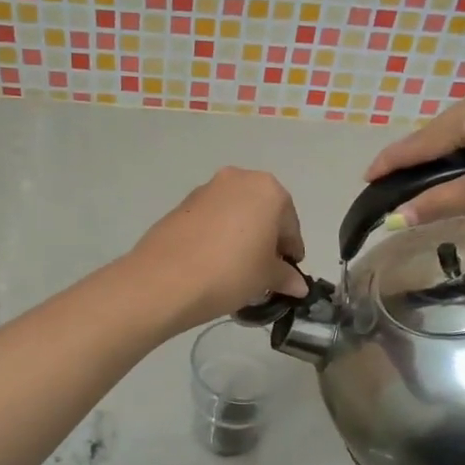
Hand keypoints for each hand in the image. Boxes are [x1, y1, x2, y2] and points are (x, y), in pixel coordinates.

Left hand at [123, 168, 307, 331]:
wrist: (165, 279)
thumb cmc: (231, 272)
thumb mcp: (266, 278)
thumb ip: (286, 277)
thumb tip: (298, 285)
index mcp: (268, 190)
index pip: (289, 224)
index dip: (291, 251)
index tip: (288, 274)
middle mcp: (238, 179)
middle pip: (262, 212)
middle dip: (266, 239)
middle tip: (263, 270)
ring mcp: (206, 189)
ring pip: (235, 213)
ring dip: (241, 235)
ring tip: (236, 268)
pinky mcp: (181, 204)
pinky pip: (211, 219)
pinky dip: (218, 235)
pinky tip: (213, 262)